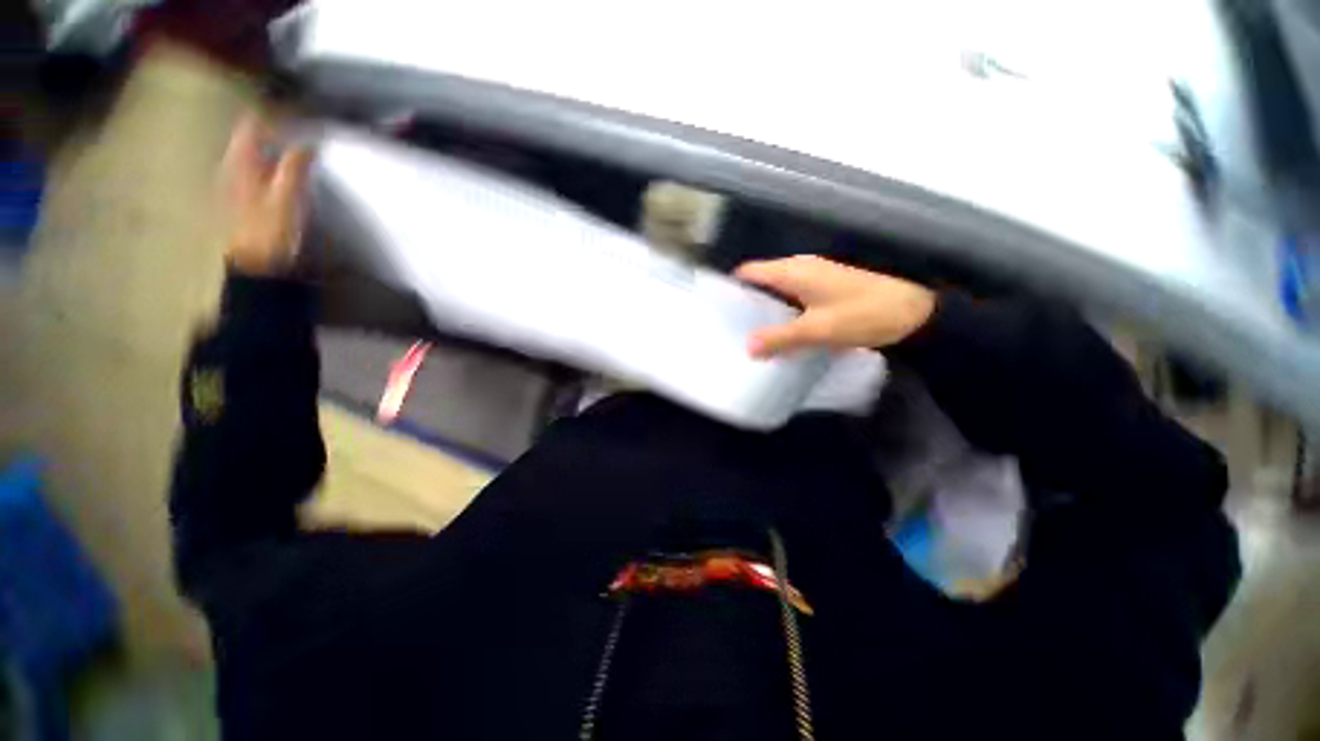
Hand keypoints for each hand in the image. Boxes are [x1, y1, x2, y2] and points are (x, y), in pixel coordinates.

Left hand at [220, 114, 312, 276]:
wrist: (253, 267)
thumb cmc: (269, 232)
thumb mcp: (287, 199)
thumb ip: (295, 167)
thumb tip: (307, 142)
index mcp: (240, 162)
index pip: (252, 125)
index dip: (274, 115)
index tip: (299, 114)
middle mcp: (231, 166)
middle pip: (249, 137)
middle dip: (273, 129)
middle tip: (300, 128)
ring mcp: (232, 183)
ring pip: (250, 152)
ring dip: (271, 147)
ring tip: (295, 147)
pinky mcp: (238, 198)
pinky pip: (252, 169)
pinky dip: (268, 163)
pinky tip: (282, 171)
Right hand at [735, 255, 935, 356]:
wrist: (915, 310)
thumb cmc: (864, 313)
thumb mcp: (818, 329)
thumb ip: (780, 338)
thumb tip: (747, 347)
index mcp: (794, 271)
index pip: (751, 271)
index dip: (732, 285)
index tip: (716, 306)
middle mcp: (800, 269)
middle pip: (761, 281)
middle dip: (745, 301)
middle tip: (729, 327)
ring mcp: (814, 278)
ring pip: (777, 291)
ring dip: (763, 309)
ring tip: (747, 333)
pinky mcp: (824, 290)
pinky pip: (792, 299)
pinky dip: (780, 313)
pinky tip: (777, 333)